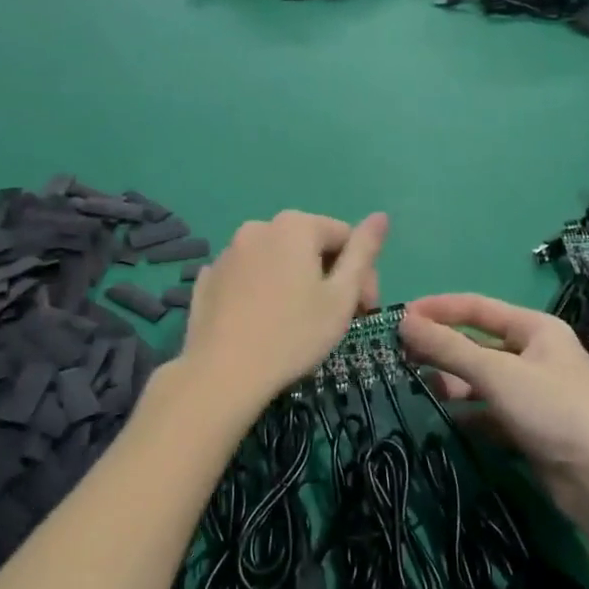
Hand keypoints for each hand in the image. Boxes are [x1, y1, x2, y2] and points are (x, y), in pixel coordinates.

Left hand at [183, 210, 387, 404]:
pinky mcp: (208, 279)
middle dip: (330, 276)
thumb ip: (363, 252)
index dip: (363, 274)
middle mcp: (258, 227)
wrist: (222, 373)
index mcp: (295, 225)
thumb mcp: (341, 296)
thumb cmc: (293, 334)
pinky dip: (263, 292)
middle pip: (309, 246)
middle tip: (337, 320)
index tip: (365, 311)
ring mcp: (228, 252)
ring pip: (276, 261)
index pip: (345, 237)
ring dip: (296, 283)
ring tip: (300, 323)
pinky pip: (248, 278)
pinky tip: (265, 323)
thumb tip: (381, 216)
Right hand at [400, 294, 588, 522]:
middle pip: (478, 343)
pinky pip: (491, 411)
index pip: (477, 307)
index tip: (399, 317)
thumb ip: (448, 348)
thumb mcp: (497, 373)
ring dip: (454, 381)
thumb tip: (403, 322)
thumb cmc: (553, 410)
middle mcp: (536, 354)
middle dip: (443, 348)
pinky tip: (448, 420)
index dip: (438, 309)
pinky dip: (470, 413)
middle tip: (401, 356)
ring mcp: (534, 392)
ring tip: (422, 388)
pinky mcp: (531, 426)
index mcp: (535, 328)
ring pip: (483, 379)